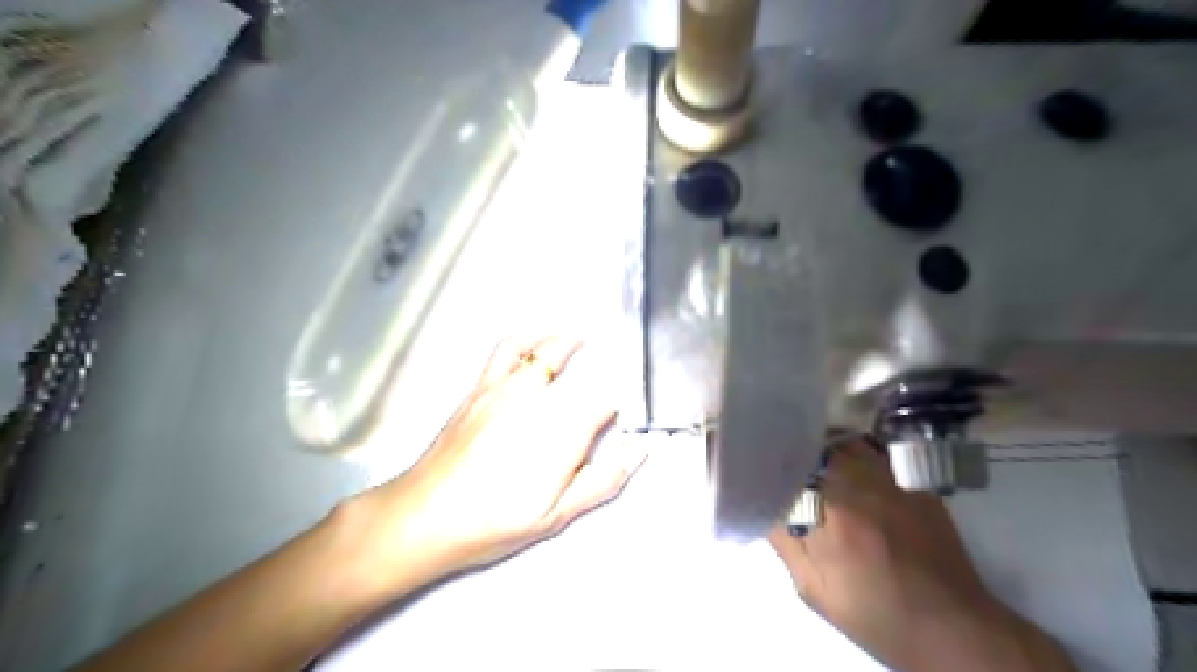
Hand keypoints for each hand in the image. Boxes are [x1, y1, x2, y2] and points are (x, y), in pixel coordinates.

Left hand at [351, 338, 644, 590]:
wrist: (425, 516)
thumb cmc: (494, 522)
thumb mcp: (557, 515)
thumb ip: (602, 480)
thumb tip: (638, 452)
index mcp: (560, 432)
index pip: (603, 403)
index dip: (614, 409)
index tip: (614, 420)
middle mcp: (535, 400)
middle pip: (577, 369)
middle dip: (596, 361)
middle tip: (606, 360)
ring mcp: (504, 388)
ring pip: (541, 348)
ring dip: (562, 339)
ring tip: (576, 337)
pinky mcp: (480, 387)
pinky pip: (505, 350)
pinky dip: (525, 338)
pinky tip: (531, 340)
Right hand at [771, 441, 1081, 671]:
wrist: (950, 626)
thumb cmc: (873, 614)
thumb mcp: (812, 587)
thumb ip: (783, 540)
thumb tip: (762, 501)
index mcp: (829, 514)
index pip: (785, 466)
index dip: (765, 458)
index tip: (750, 459)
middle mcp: (860, 485)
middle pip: (813, 444)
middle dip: (791, 447)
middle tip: (777, 455)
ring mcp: (890, 478)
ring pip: (843, 441)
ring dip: (821, 444)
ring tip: (808, 455)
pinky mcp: (911, 480)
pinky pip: (872, 449)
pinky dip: (852, 449)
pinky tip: (845, 463)